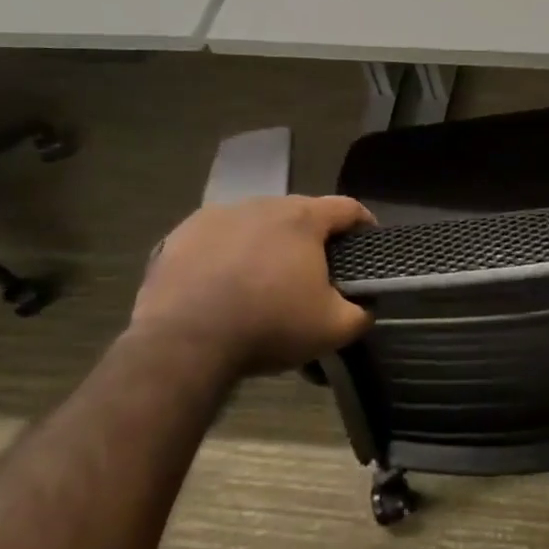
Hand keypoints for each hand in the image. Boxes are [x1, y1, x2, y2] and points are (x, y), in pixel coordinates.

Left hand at [131, 196, 374, 378]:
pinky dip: (228, 254)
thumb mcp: (334, 329)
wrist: (183, 343)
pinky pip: (217, 239)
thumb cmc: (269, 326)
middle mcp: (261, 204)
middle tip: (316, 271)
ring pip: (256, 224)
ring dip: (267, 243)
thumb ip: (362, 313)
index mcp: (303, 219)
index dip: (363, 224)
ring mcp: (217, 216)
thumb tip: (366, 306)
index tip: (367, 243)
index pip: (347, 208)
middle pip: (299, 214)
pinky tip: (224, 284)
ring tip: (265, 278)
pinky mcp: (181, 235)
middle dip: (312, 238)